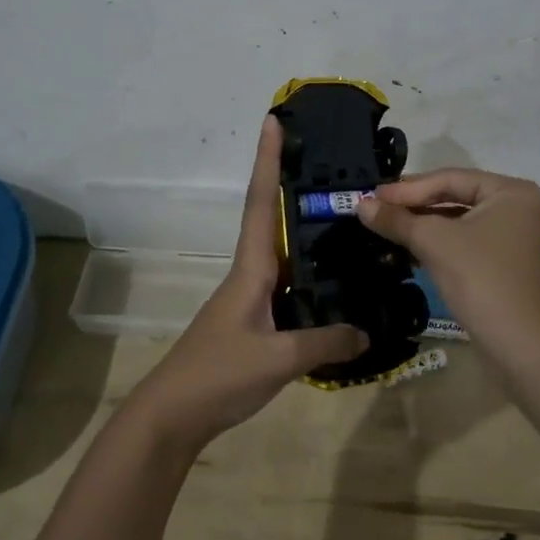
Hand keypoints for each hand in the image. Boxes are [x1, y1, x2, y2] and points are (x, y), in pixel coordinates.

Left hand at [135, 117, 367, 448]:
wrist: (173, 417)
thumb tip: (367, 333)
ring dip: (306, 233)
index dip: (267, 161)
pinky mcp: (254, 324)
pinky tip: (336, 288)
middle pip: (272, 220)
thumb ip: (325, 343)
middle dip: (292, 186)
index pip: (260, 203)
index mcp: (251, 269)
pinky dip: (311, 279)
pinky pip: (289, 289)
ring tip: (347, 220)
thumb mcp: (279, 360)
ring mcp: (250, 300)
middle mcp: (250, 275)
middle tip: (331, 165)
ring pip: (284, 256)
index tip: (272, 122)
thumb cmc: (218, 375)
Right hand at [356, 169, 539, 347]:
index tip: (373, 196)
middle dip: (415, 205)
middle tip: (377, 209)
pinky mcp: (507, 263)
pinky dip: (440, 244)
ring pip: (460, 222)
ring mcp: (516, 237)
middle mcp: (519, 207)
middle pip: (456, 197)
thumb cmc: (479, 278)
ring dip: (424, 225)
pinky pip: (468, 242)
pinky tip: (409, 250)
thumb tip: (361, 205)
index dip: (408, 188)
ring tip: (387, 227)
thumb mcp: (433, 242)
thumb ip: (397, 219)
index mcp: (511, 191)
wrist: (518, 343)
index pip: (451, 178)